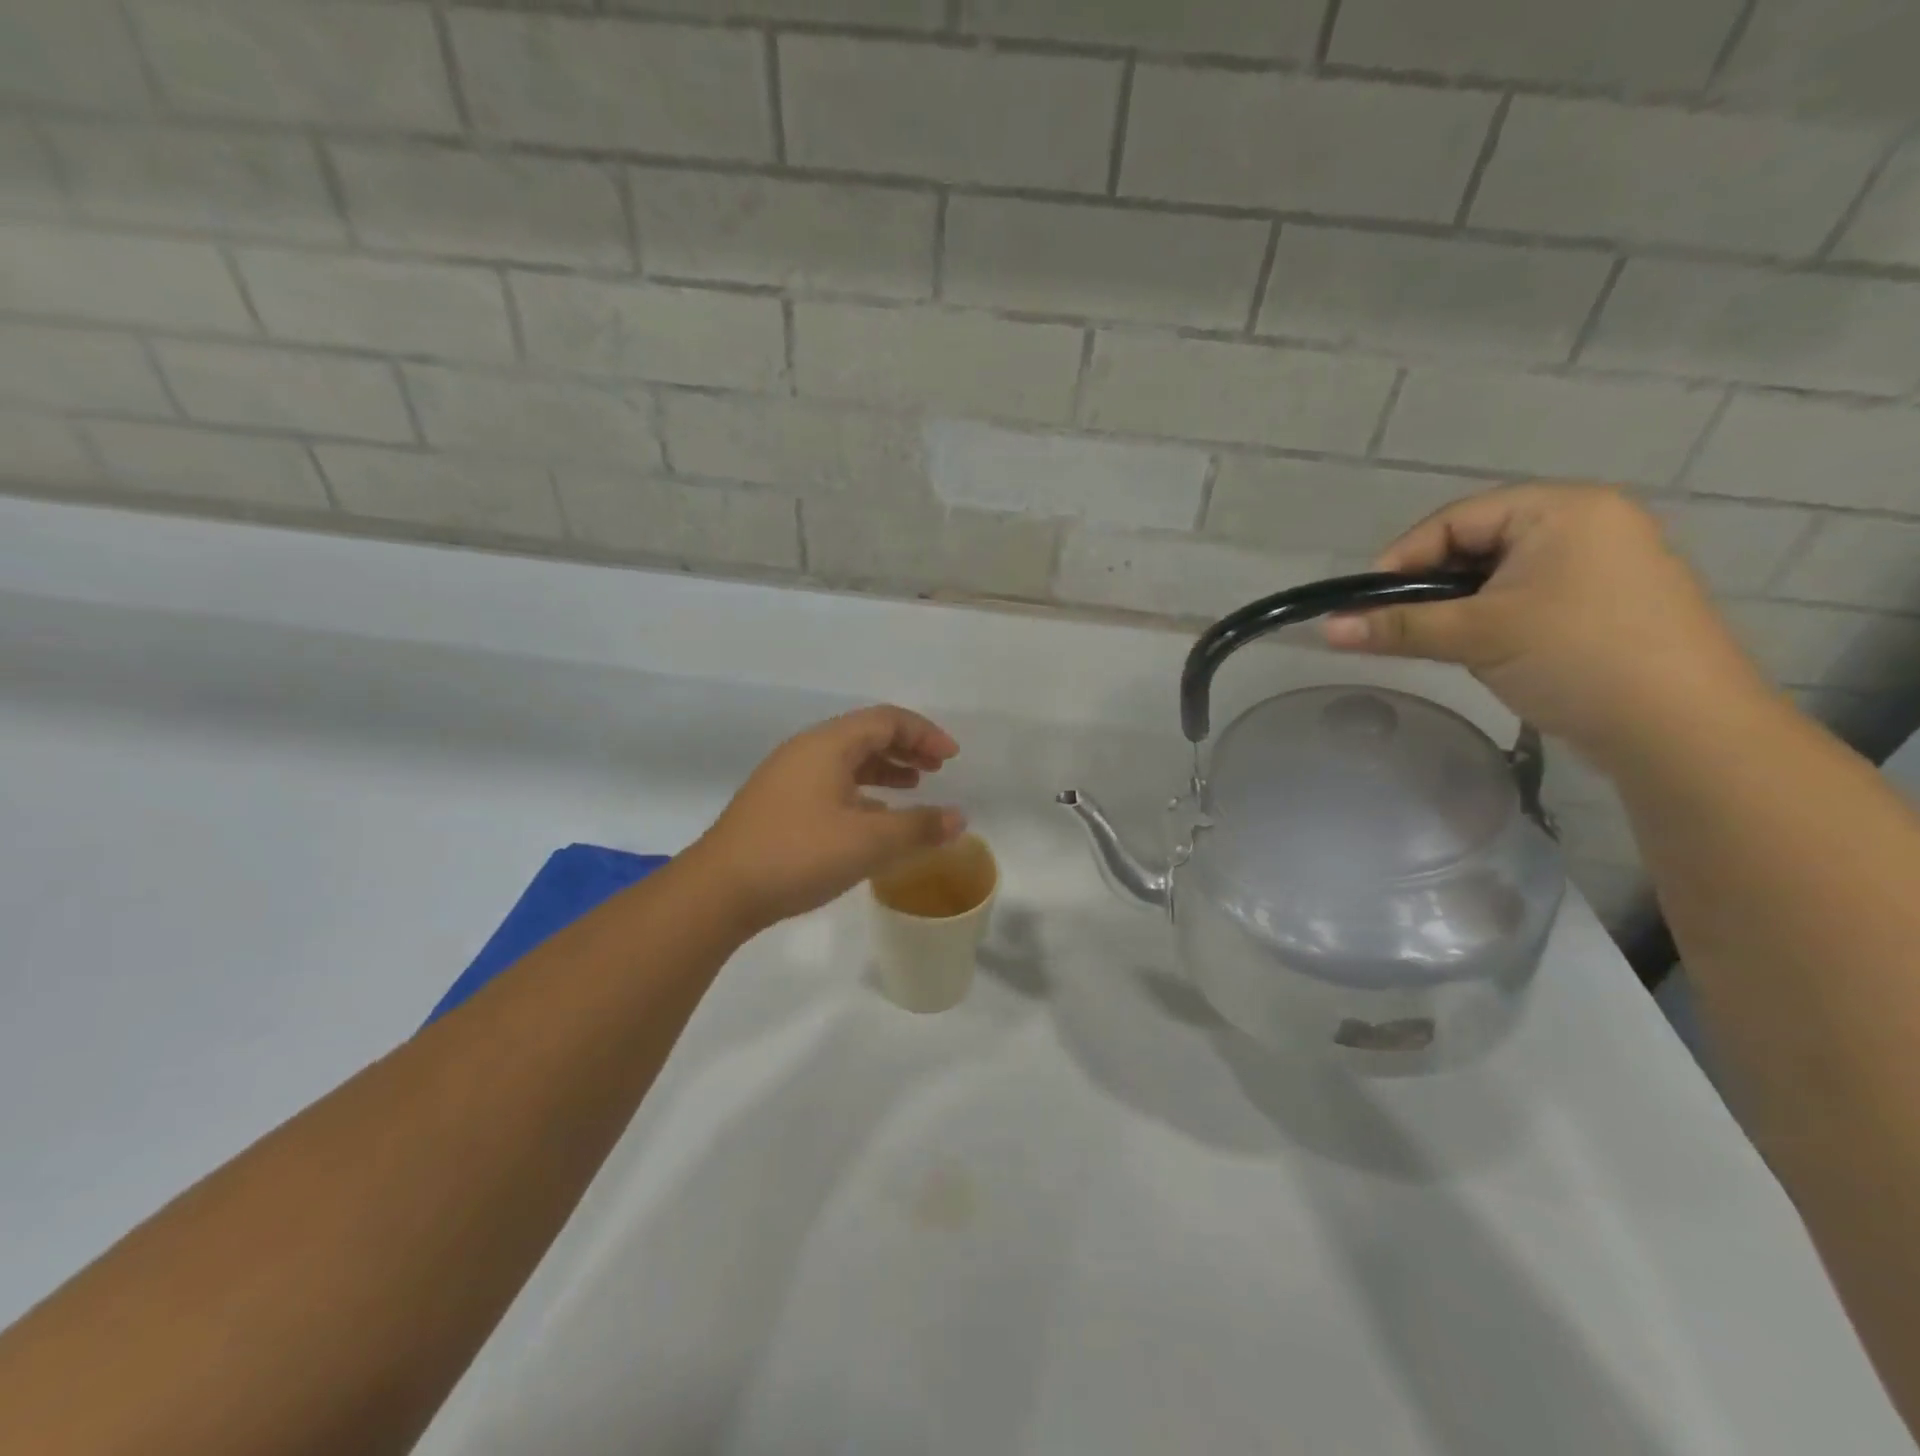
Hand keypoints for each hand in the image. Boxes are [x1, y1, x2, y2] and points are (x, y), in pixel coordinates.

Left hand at [689, 705, 965, 931]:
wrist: (719, 890)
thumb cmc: (798, 854)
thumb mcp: (868, 843)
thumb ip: (918, 828)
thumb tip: (958, 819)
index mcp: (828, 745)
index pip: (886, 720)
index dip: (924, 734)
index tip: (952, 759)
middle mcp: (807, 751)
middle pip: (866, 734)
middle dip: (906, 748)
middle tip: (936, 770)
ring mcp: (788, 777)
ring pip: (847, 760)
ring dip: (884, 769)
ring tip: (912, 787)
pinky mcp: (778, 804)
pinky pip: (831, 783)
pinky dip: (861, 791)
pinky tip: (873, 819)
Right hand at [1322, 485, 1770, 766]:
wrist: (1682, 729)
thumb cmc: (1576, 658)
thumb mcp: (1476, 635)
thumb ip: (1397, 627)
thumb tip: (1326, 629)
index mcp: (1562, 509)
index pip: (1455, 519)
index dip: (1402, 559)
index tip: (1365, 603)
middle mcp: (1587, 523)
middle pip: (1476, 542)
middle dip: (1429, 584)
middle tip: (1395, 624)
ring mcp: (1602, 563)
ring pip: (1499, 572)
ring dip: (1457, 603)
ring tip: (1432, 638)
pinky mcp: (1605, 602)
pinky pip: (1527, 594)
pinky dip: (1490, 615)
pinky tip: (1477, 646)